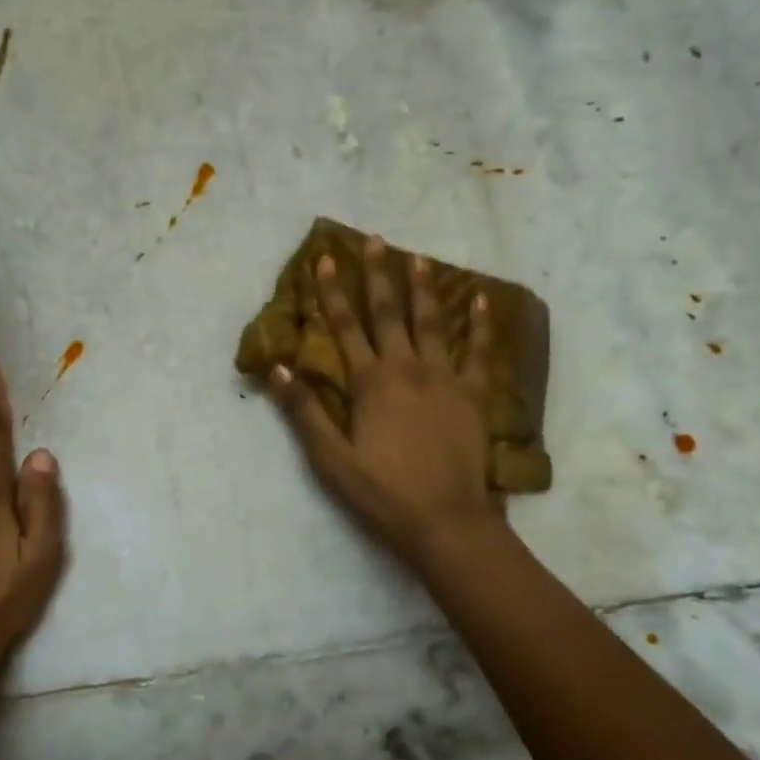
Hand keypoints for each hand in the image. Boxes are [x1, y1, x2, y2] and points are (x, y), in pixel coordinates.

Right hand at [269, 237, 498, 568]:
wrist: (445, 519)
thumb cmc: (381, 491)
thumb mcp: (330, 458)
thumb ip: (304, 410)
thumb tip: (279, 367)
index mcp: (370, 382)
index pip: (345, 327)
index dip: (332, 292)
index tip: (326, 258)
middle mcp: (407, 368)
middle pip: (389, 313)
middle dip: (378, 275)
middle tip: (375, 239)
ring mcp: (445, 379)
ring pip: (432, 323)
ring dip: (424, 288)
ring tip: (419, 257)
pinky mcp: (474, 395)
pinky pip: (478, 353)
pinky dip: (479, 326)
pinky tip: (481, 301)